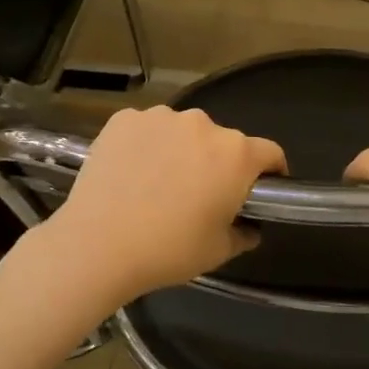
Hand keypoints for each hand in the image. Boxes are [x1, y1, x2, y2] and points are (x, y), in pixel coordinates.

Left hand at [41, 106, 285, 303]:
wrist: (97, 245)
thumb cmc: (168, 250)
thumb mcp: (219, 251)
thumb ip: (244, 233)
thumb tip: (248, 226)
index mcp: (236, 154)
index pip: (270, 153)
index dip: (271, 172)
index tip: (260, 189)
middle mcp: (203, 124)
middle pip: (223, 141)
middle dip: (219, 163)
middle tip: (200, 195)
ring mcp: (160, 117)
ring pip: (182, 132)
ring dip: (181, 150)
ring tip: (159, 183)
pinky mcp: (123, 119)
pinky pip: (146, 129)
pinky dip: (145, 145)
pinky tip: (131, 173)